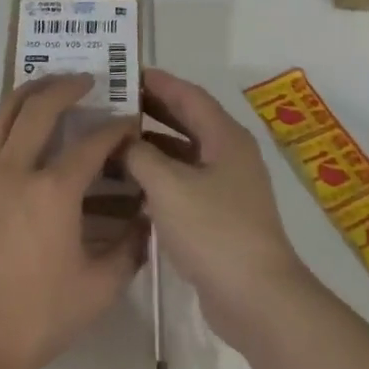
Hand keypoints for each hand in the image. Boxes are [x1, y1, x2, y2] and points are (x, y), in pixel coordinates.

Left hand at [0, 74, 146, 368]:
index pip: (93, 144)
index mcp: (55, 191)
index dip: (116, 129)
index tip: (130, 123)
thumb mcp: (97, 290)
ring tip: (41, 86)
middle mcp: (16, 170)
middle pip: (39, 110)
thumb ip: (128, 251)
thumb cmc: (35, 317)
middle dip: (65, 88)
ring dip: (23, 94)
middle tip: (84, 80)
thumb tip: (144, 222)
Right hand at [125, 68, 313, 350]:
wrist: (256, 297)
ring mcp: (226, 187)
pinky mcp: (218, 216)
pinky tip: (128, 184)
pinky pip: (183, 183)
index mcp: (225, 138)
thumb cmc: (214, 230)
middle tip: (113, 103)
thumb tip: (122, 139)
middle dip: (151, 110)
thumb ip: (140, 156)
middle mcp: (229, 156)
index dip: (158, 82)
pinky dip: (157, 177)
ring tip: (112, 140)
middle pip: (187, 121)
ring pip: (183, 155)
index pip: (189, 95)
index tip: (125, 72)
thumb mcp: (168, 186)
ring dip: (151, 146)